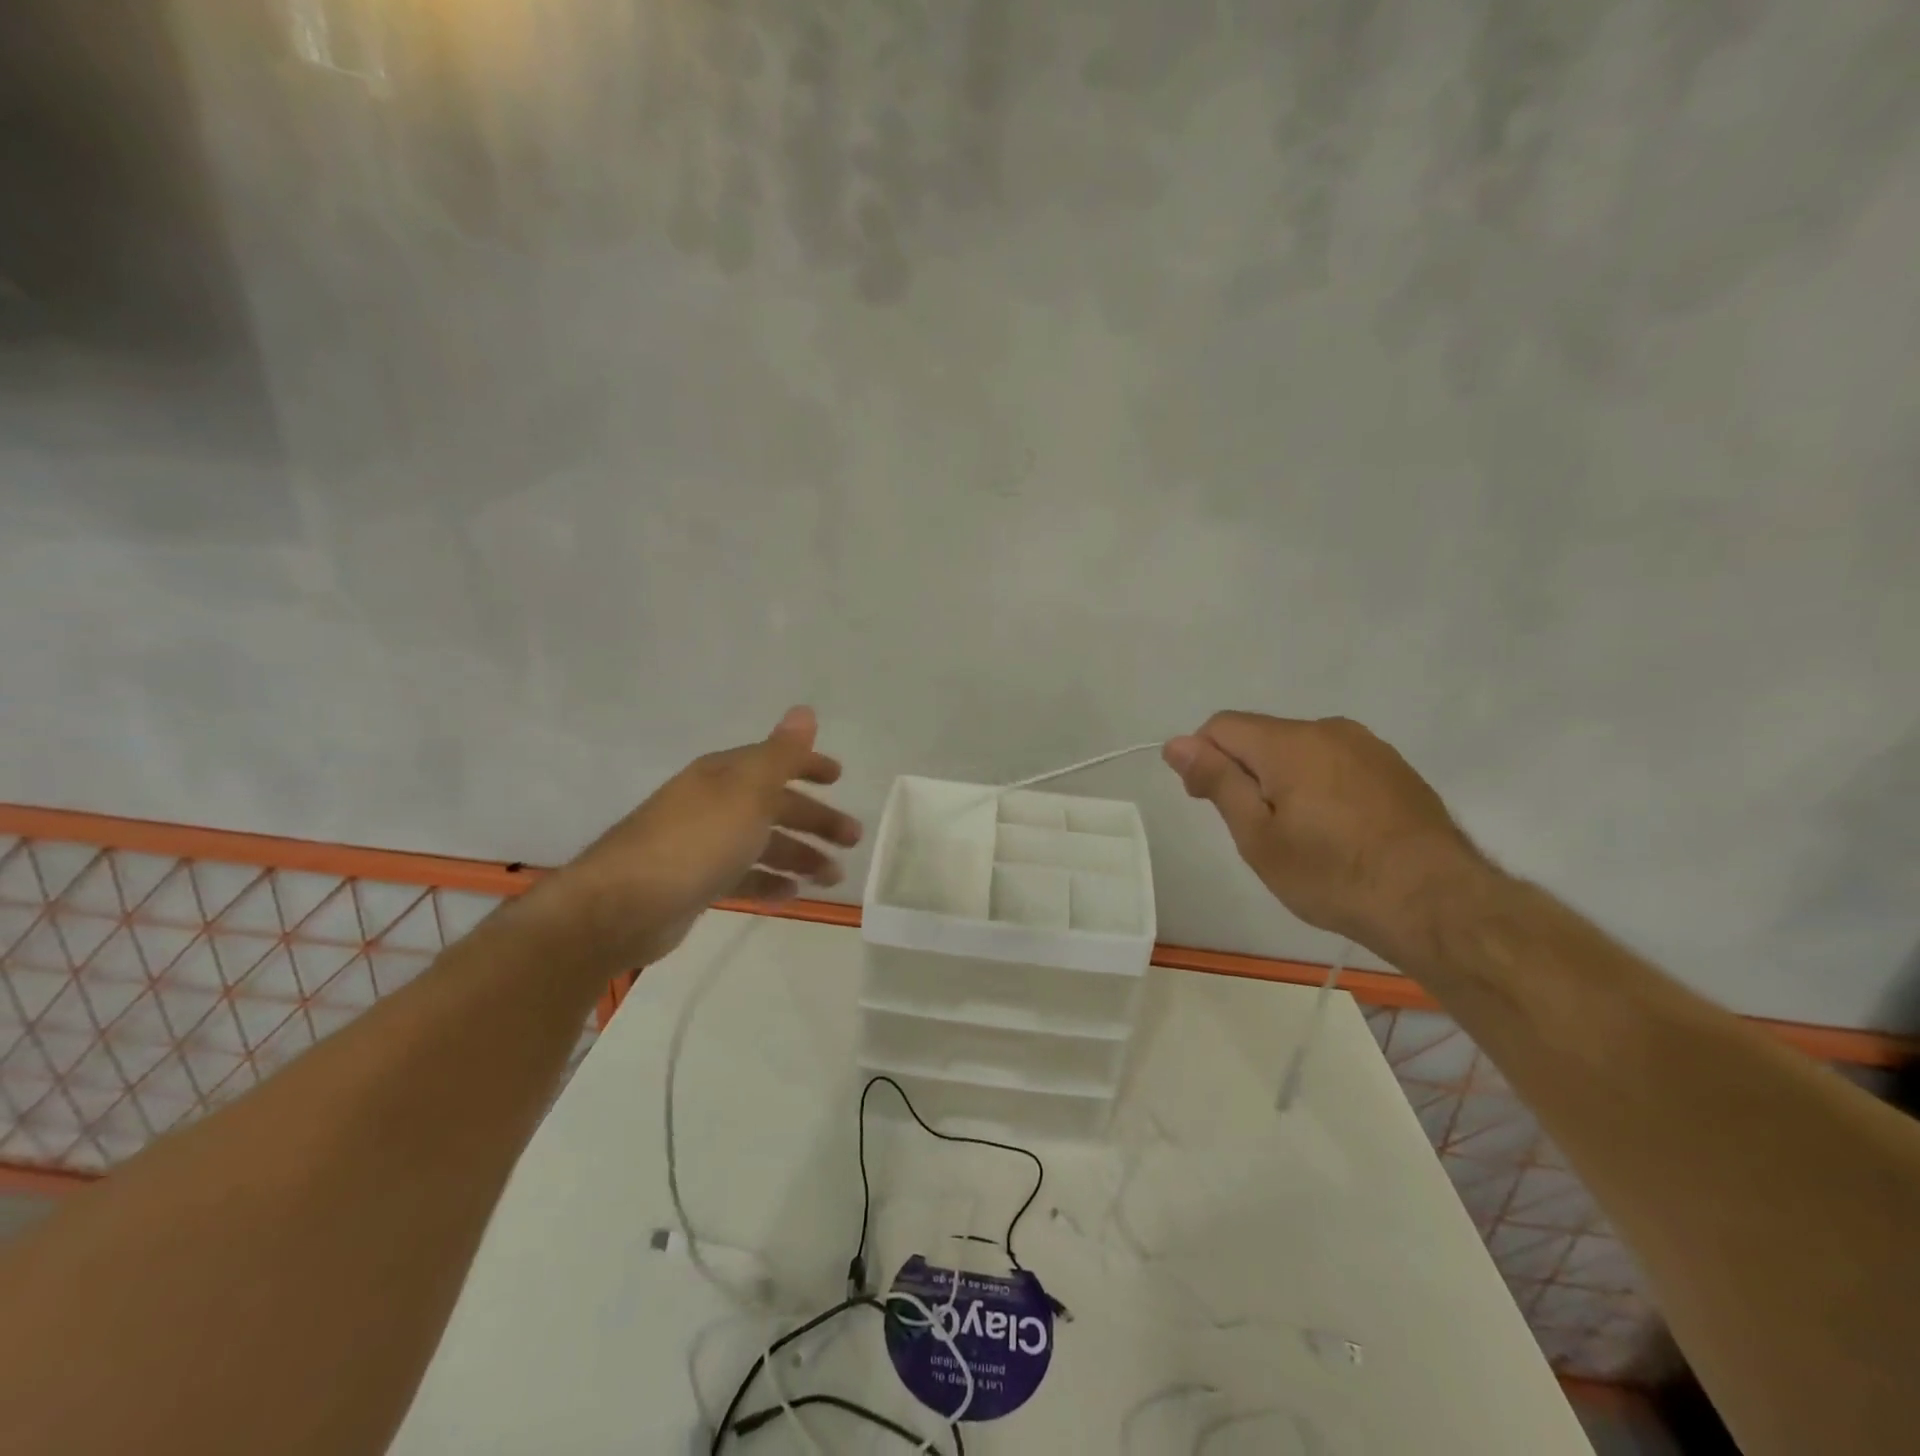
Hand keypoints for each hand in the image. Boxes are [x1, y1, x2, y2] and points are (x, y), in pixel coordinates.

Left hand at [556, 706, 861, 965]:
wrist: (623, 905)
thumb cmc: (697, 840)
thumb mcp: (748, 791)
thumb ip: (781, 754)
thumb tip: (805, 710)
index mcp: (724, 775)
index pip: (774, 761)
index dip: (808, 765)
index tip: (840, 778)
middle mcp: (713, 803)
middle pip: (774, 805)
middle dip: (815, 820)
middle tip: (853, 839)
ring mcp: (702, 844)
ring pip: (762, 843)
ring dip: (799, 855)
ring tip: (832, 876)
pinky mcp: (695, 883)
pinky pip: (742, 876)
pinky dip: (768, 882)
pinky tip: (792, 894)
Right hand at [1163, 712, 1489, 952]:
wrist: (1437, 903)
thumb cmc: (1332, 874)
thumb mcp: (1258, 836)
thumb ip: (1217, 780)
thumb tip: (1177, 742)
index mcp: (1289, 742)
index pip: (1221, 726)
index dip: (1202, 758)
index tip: (1209, 803)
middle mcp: (1328, 729)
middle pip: (1262, 736)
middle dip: (1245, 771)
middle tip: (1255, 830)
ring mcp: (1368, 746)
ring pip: (1301, 750)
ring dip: (1283, 779)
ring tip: (1299, 835)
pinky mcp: (1395, 767)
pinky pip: (1336, 763)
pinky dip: (1320, 785)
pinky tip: (1337, 831)